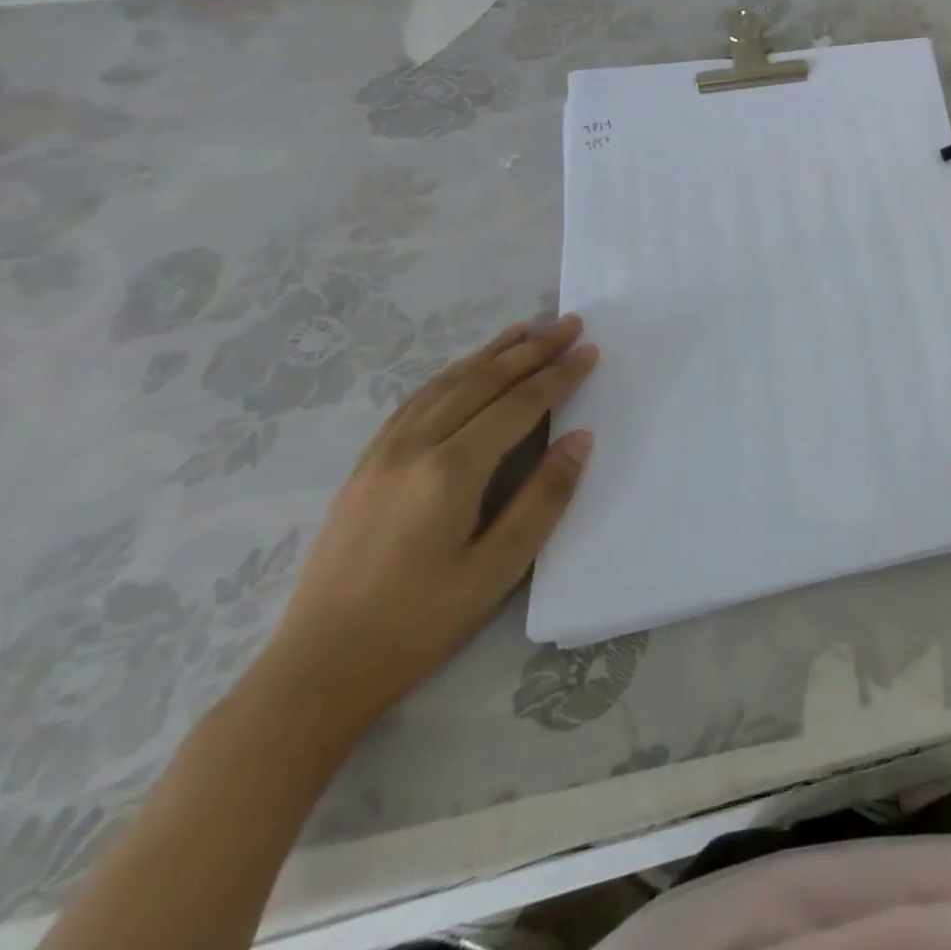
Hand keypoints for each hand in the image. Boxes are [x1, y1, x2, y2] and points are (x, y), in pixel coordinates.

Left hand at [254, 316, 599, 733]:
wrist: (315, 671)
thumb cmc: (419, 623)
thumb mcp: (498, 569)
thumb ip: (544, 497)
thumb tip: (581, 439)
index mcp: (450, 471)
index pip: (518, 405)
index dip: (558, 375)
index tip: (590, 349)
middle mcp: (414, 449)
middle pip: (482, 383)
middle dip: (530, 350)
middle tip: (568, 323)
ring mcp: (381, 456)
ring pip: (444, 386)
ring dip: (489, 354)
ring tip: (524, 330)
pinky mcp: (364, 469)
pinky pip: (414, 403)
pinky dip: (449, 376)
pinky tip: (463, 371)